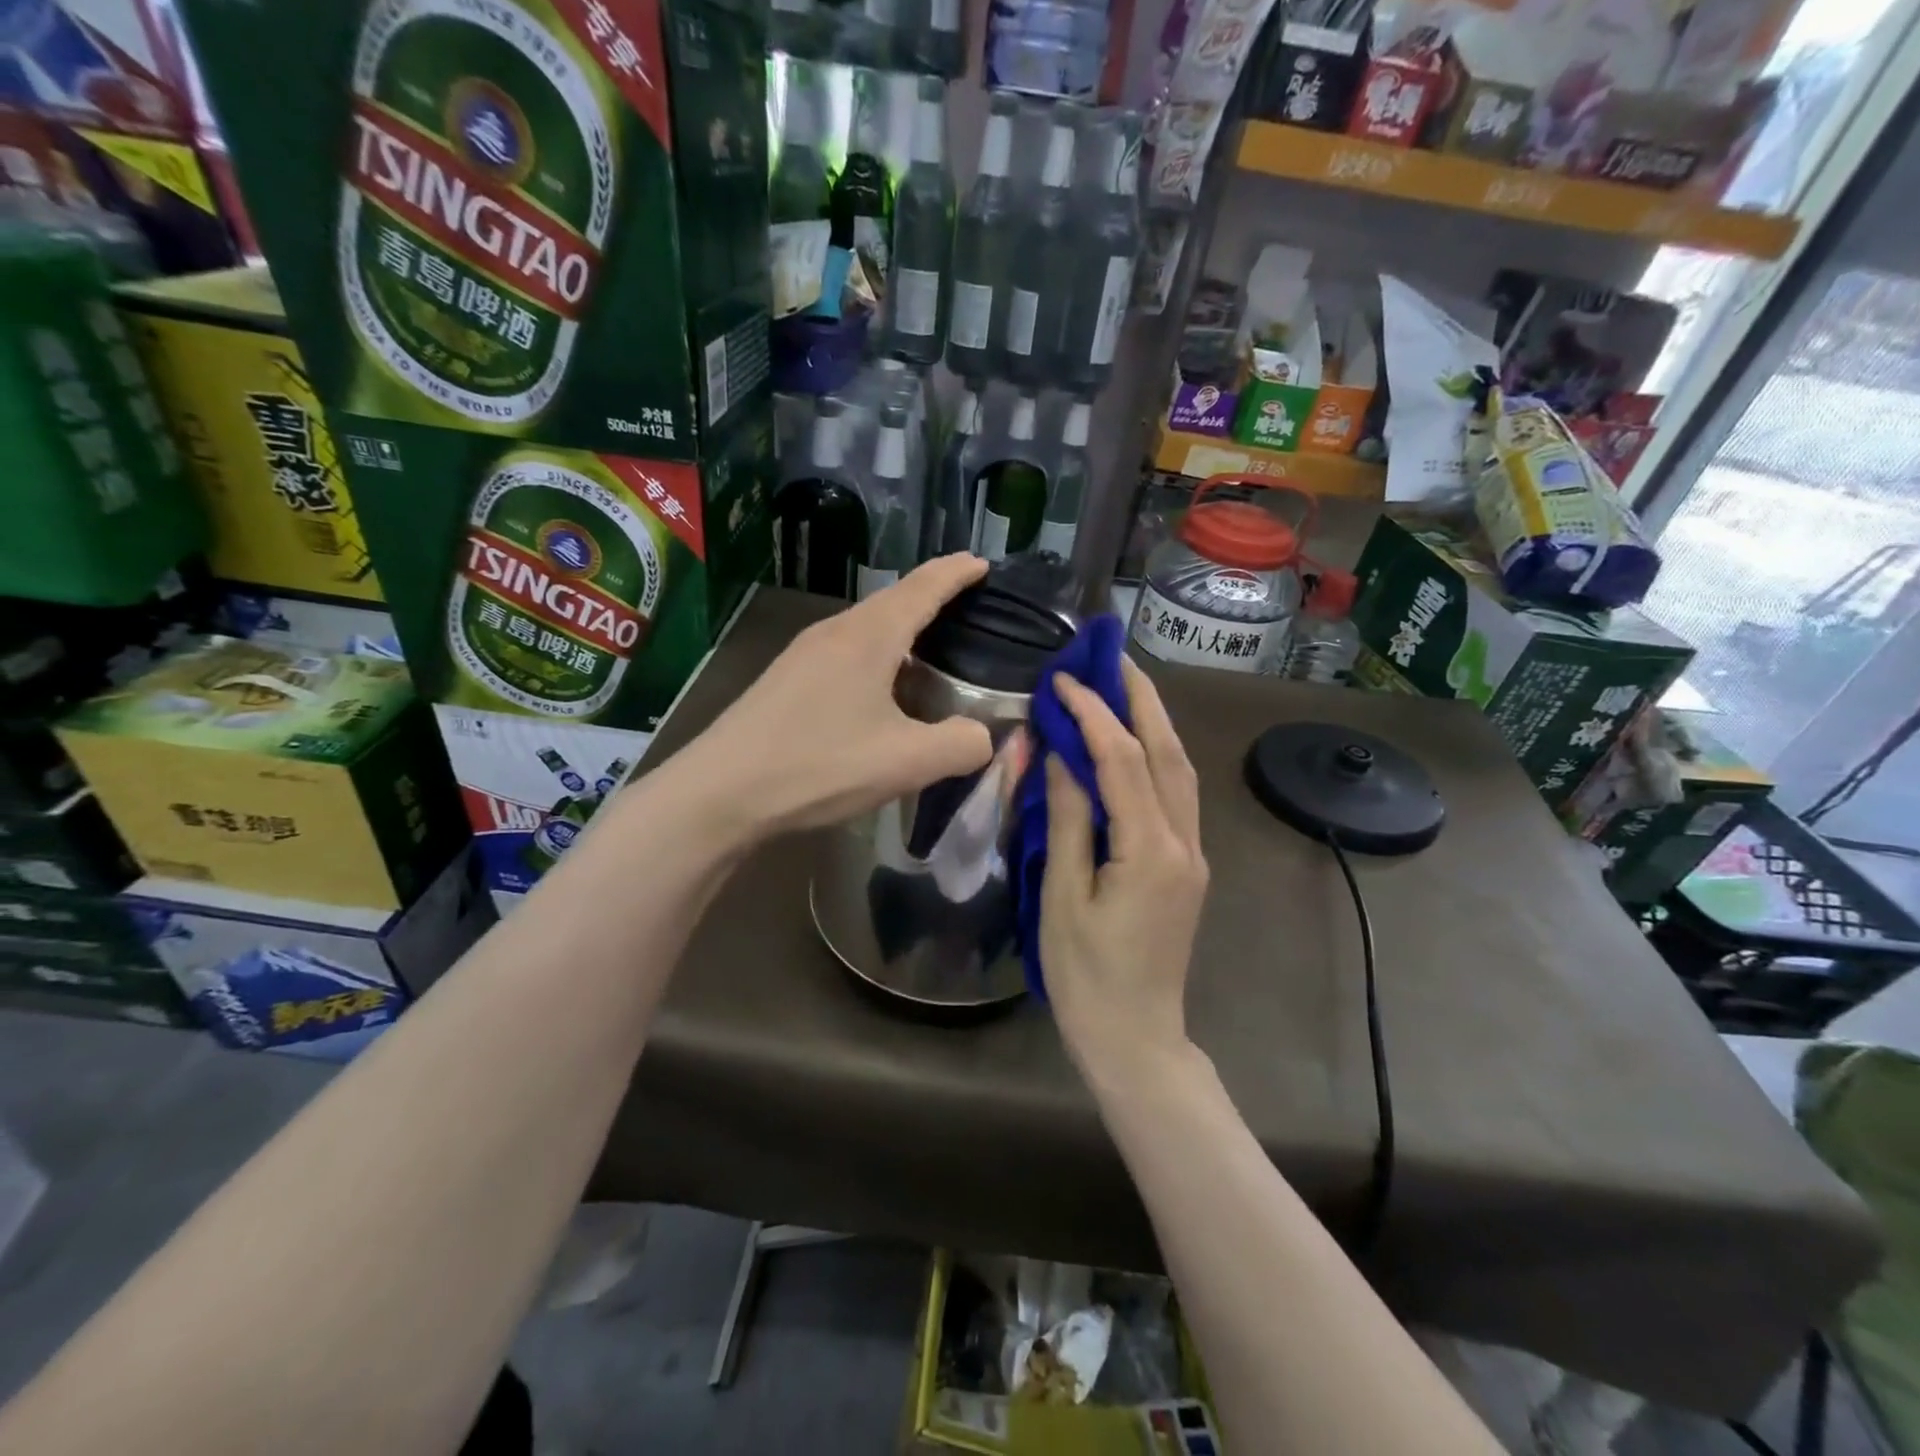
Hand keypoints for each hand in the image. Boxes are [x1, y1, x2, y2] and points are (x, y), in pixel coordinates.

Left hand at [684, 555, 994, 839]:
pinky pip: (846, 651)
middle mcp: (835, 631)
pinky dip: (878, 656)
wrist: (720, 792)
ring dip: (903, 631)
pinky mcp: (787, 678)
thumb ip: (960, 746)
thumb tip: (981, 737)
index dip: (956, 573)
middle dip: (932, 597)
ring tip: (933, 651)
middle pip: (893, 601)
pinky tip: (883, 690)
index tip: (983, 563)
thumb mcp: (905, 762)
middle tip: (969, 608)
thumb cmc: (818, 766)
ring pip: (867, 628)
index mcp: (869, 637)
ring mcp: (805, 653)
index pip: (923, 588)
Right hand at [1041, 657, 1208, 1074]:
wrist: (1136, 1039)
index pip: (1122, 761)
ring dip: (1155, 722)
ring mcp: (1192, 854)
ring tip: (1125, 685)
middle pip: (1168, 753)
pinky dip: (1157, 756)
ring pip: (1180, 770)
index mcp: (1150, 851)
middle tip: (1113, 657)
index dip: (1093, 714)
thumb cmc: (1086, 976)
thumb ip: (1066, 821)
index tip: (1061, 681)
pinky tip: (1136, 742)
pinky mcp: (1187, 866)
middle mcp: (1183, 843)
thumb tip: (1058, 756)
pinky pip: (1177, 794)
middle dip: (1141, 699)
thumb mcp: (1063, 898)